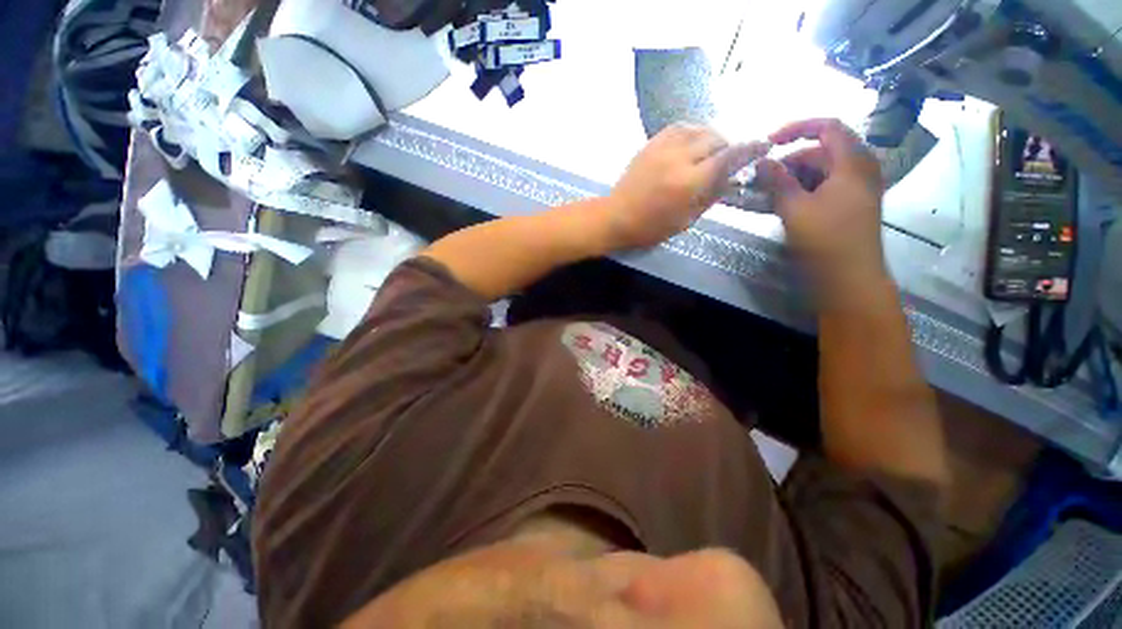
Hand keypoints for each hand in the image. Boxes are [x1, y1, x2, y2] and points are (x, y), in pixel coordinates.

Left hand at [604, 123, 768, 249]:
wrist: (615, 216)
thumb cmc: (650, 227)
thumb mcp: (685, 219)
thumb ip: (710, 196)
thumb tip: (732, 179)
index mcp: (690, 182)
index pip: (728, 157)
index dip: (750, 149)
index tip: (763, 145)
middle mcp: (679, 158)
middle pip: (716, 139)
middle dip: (727, 147)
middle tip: (726, 161)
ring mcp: (663, 148)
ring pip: (699, 129)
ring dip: (710, 138)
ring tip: (708, 153)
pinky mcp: (651, 143)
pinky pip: (679, 127)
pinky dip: (692, 133)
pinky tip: (691, 144)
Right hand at [756, 119, 887, 291]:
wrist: (850, 277)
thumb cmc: (824, 238)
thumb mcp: (795, 207)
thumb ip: (777, 181)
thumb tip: (762, 161)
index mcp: (852, 162)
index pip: (827, 127)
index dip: (797, 129)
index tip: (769, 143)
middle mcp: (860, 169)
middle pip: (822, 151)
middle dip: (790, 161)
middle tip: (763, 179)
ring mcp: (858, 188)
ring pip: (822, 171)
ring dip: (794, 178)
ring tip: (769, 195)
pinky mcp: (851, 205)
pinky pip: (826, 187)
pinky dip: (804, 190)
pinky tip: (785, 205)